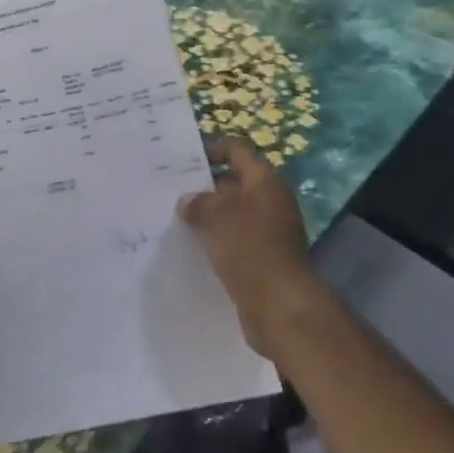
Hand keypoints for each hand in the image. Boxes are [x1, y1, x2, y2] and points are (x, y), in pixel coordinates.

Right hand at [177, 141, 322, 342]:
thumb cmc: (248, 247)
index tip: (185, 157)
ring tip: (178, 218)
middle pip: (236, 183)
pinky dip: (218, 237)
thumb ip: (198, 203)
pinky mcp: (265, 256)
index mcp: (265, 182)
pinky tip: (194, 245)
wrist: (279, 303)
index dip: (213, 150)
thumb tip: (188, 202)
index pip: (238, 152)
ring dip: (210, 214)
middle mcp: (271, 201)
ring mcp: (271, 231)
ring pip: (234, 213)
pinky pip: (237, 238)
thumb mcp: (215, 216)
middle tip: (174, 190)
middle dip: (206, 185)